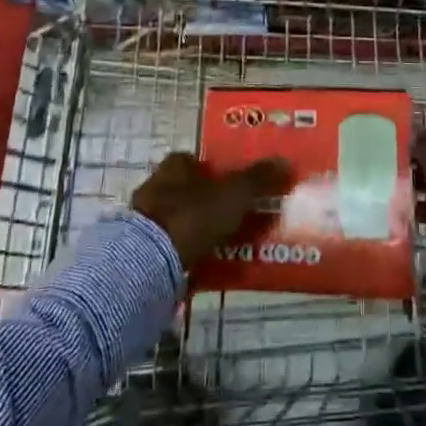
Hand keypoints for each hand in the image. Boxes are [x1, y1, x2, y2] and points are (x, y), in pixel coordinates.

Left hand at [131, 152, 291, 268]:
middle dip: (208, 201)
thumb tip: (286, 162)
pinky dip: (186, 253)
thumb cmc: (193, 216)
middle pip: (187, 189)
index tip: (235, 184)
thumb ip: (259, 179)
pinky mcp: (139, 251)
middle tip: (235, 216)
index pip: (195, 160)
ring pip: (179, 219)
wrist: (148, 263)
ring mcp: (145, 219)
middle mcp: (156, 185)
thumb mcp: (234, 194)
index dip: (216, 170)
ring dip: (198, 229)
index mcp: (175, 166)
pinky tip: (203, 265)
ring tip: (224, 245)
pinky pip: (170, 247)